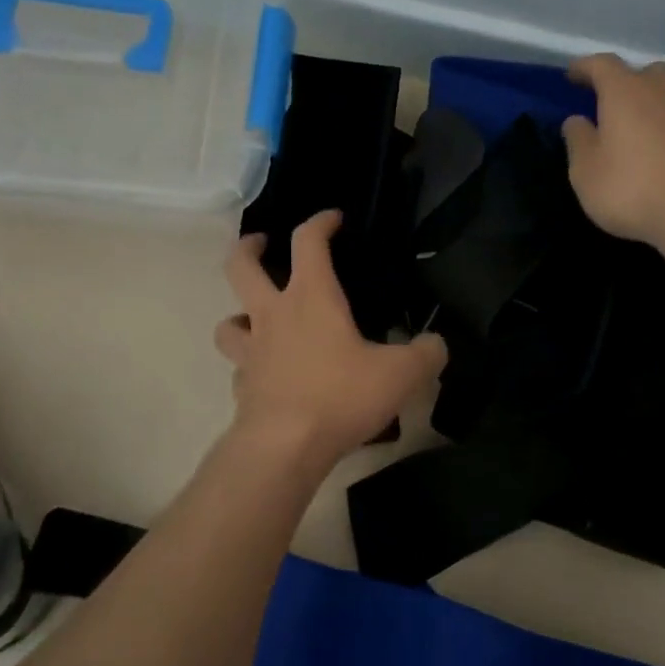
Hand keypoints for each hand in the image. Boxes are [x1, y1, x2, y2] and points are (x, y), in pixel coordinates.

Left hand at [215, 211, 447, 470]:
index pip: (308, 242)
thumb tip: (436, 344)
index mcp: (311, 298)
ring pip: (228, 321)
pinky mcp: (243, 388)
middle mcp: (273, 316)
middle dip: (249, 248)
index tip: (333, 218)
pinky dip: (250, 366)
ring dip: (238, 314)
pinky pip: (240, 368)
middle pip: (240, 267)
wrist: (286, 446)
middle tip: (262, 245)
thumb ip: (427, 354)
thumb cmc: (342, 396)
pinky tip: (268, 376)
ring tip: (256, 320)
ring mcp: (251, 352)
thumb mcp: (402, 374)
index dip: (320, 223)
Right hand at [561, 54, 664, 248]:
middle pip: (650, 72)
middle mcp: (664, 94)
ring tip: (661, 117)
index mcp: (625, 93)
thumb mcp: (585, 171)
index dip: (586, 67)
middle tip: (620, 101)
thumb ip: (578, 141)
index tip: (573, 75)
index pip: (603, 66)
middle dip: (634, 81)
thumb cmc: (628, 188)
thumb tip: (576, 120)